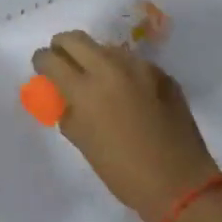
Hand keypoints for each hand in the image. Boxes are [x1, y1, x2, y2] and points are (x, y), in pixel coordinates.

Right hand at [31, 31, 220, 221]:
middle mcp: (111, 68)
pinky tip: (127, 94)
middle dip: (63, 47)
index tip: (42, 68)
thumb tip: (63, 96)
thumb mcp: (82, 141)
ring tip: (97, 81)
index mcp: (85, 89)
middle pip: (75, 39)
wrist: (179, 182)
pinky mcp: (162, 73)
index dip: (41, 62)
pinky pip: (132, 63)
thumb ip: (67, 111)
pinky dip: (121, 71)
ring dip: (94, 58)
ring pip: (106, 47)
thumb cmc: (122, 171)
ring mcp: (140, 68)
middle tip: (62, 63)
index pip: (51, 59)